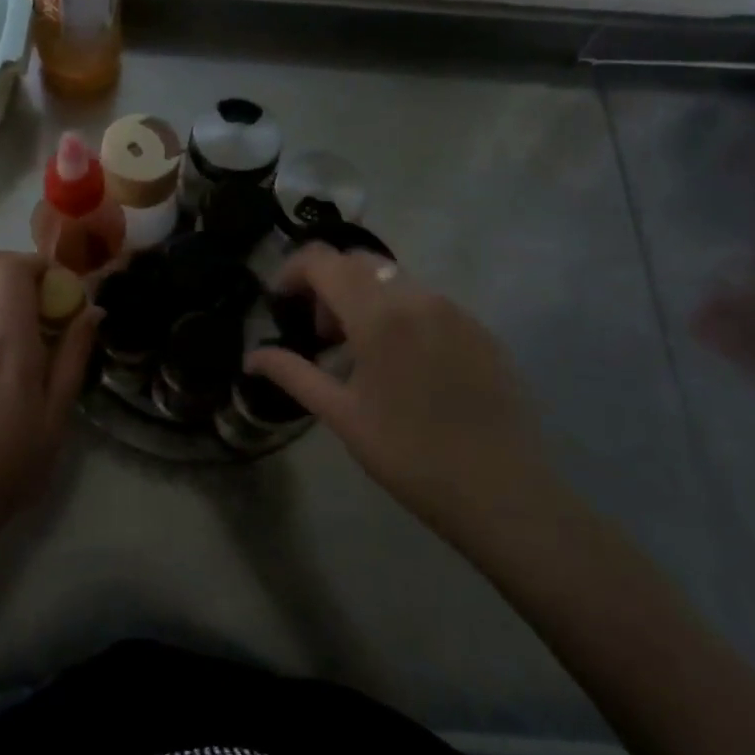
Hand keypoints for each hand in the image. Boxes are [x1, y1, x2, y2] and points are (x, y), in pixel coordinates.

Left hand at [0, 252, 98, 526]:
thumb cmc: (15, 461)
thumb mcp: (57, 413)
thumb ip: (74, 355)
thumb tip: (93, 310)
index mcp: (10, 344)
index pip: (12, 269)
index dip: (38, 262)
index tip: (60, 285)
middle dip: (13, 265)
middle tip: (40, 294)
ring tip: (24, 335)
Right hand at [247, 246, 552, 536]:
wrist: (503, 493)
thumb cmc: (409, 455)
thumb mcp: (341, 415)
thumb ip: (292, 373)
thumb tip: (251, 357)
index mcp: (379, 314)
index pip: (323, 260)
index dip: (292, 271)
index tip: (280, 303)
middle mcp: (418, 297)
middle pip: (357, 262)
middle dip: (327, 286)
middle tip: (321, 335)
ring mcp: (456, 310)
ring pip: (394, 279)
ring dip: (364, 299)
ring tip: (361, 353)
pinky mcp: (481, 330)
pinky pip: (427, 302)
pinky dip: (400, 314)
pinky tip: (404, 364)